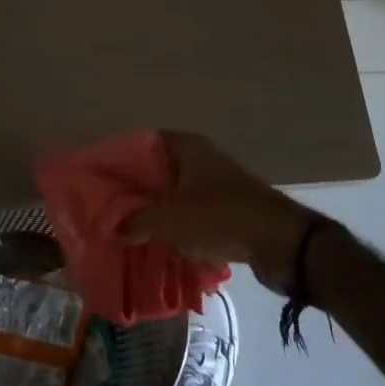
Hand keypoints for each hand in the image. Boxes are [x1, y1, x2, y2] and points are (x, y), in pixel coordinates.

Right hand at [120, 131, 318, 295]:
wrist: (280, 242)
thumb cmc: (220, 217)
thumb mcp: (171, 220)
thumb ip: (138, 222)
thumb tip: (116, 228)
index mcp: (188, 148)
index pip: (147, 141)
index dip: (125, 156)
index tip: (104, 175)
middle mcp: (203, 160)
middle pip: (161, 169)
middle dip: (138, 189)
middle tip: (111, 207)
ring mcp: (218, 185)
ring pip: (178, 194)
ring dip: (158, 210)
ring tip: (130, 229)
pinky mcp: (229, 211)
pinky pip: (194, 214)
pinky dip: (179, 226)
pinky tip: (161, 244)